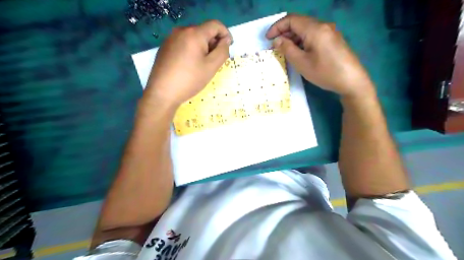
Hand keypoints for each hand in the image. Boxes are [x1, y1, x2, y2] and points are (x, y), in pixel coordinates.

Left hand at [144, 19, 231, 107]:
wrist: (162, 93)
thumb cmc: (190, 80)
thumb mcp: (211, 67)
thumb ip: (223, 51)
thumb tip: (225, 40)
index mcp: (194, 34)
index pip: (215, 24)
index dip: (225, 34)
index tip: (228, 47)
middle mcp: (181, 31)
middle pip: (204, 31)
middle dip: (213, 43)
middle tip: (214, 62)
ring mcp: (170, 38)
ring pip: (193, 38)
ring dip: (203, 47)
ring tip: (201, 66)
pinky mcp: (165, 47)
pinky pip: (183, 43)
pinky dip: (192, 50)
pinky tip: (189, 66)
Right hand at [267, 14, 373, 98]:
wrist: (352, 81)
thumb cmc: (325, 72)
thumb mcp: (302, 63)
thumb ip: (287, 49)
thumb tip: (277, 40)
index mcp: (315, 29)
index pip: (291, 20)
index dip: (277, 27)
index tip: (267, 39)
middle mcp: (323, 26)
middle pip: (299, 23)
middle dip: (284, 32)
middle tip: (274, 46)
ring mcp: (330, 32)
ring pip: (306, 29)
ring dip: (293, 37)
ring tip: (284, 51)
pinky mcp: (333, 40)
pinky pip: (313, 35)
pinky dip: (302, 41)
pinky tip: (299, 52)